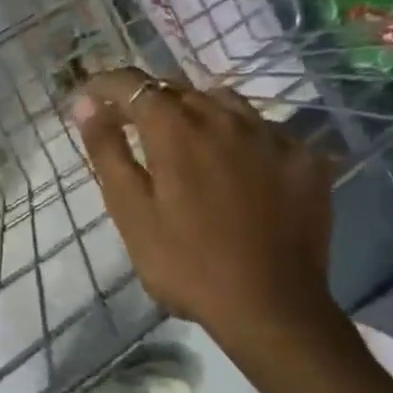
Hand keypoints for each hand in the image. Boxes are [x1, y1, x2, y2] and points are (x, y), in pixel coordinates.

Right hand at [72, 70, 346, 368]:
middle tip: (131, 127)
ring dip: (195, 111)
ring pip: (223, 101)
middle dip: (148, 100)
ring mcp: (271, 134)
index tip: (90, 99)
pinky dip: (239, 135)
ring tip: (185, 140)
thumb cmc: (186, 264)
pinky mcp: (304, 158)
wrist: (272, 308)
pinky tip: (237, 166)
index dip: (106, 84)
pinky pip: (263, 128)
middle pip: (178, 89)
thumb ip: (107, 151)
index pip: (133, 84)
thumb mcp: (131, 211)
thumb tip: (88, 104)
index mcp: (177, 129)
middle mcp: (225, 117)